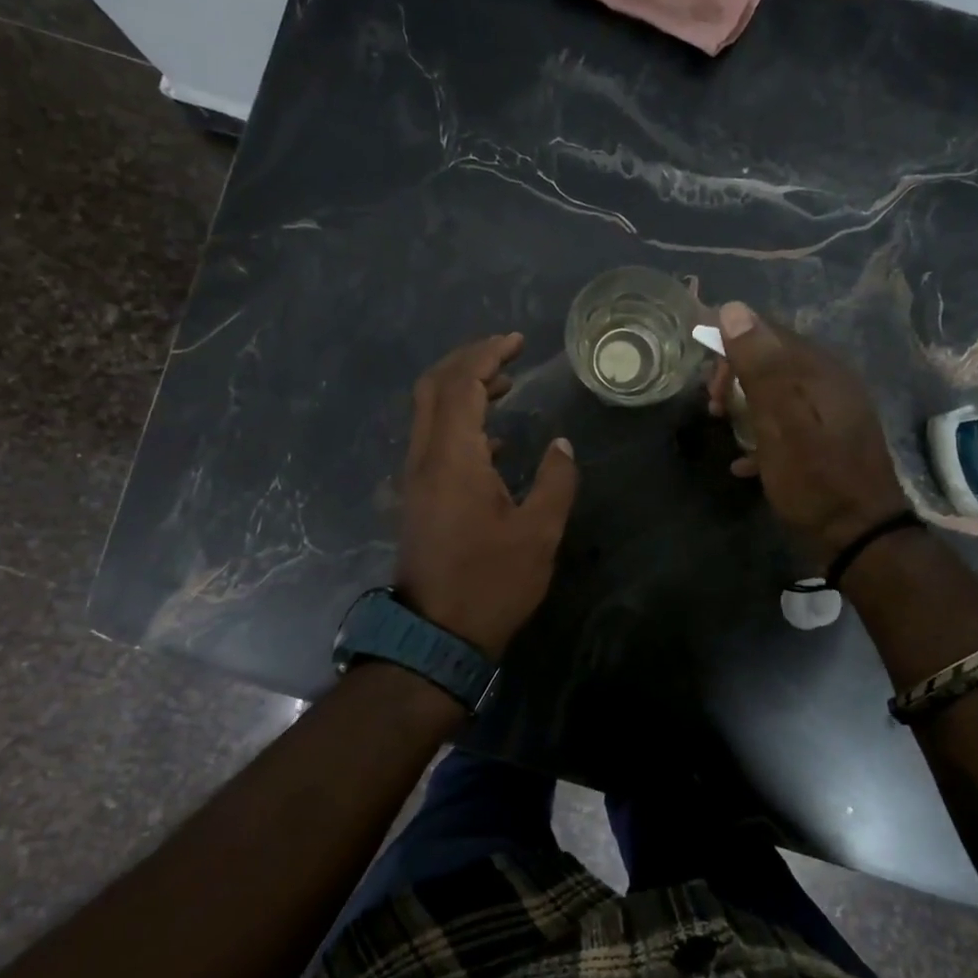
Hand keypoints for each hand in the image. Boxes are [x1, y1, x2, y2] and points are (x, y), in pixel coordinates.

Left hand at [397, 333, 579, 658]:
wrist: (437, 635)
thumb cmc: (492, 582)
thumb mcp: (539, 532)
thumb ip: (555, 481)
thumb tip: (561, 446)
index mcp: (453, 457)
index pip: (461, 384)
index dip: (487, 355)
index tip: (517, 341)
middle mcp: (425, 458)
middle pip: (434, 388)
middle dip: (467, 362)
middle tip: (507, 354)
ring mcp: (416, 477)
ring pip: (429, 413)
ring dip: (462, 390)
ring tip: (505, 386)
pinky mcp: (418, 496)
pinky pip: (433, 439)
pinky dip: (459, 422)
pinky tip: (494, 439)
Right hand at [707, 302, 907, 561]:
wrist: (859, 535)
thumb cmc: (814, 478)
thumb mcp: (780, 420)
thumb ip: (759, 365)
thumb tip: (733, 309)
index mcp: (819, 370)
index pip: (767, 333)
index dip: (730, 349)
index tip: (708, 386)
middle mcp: (829, 382)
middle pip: (772, 361)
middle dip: (736, 378)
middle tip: (714, 409)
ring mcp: (831, 412)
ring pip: (778, 392)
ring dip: (746, 405)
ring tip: (726, 431)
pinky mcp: (828, 440)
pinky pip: (787, 422)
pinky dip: (763, 434)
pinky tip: (746, 462)